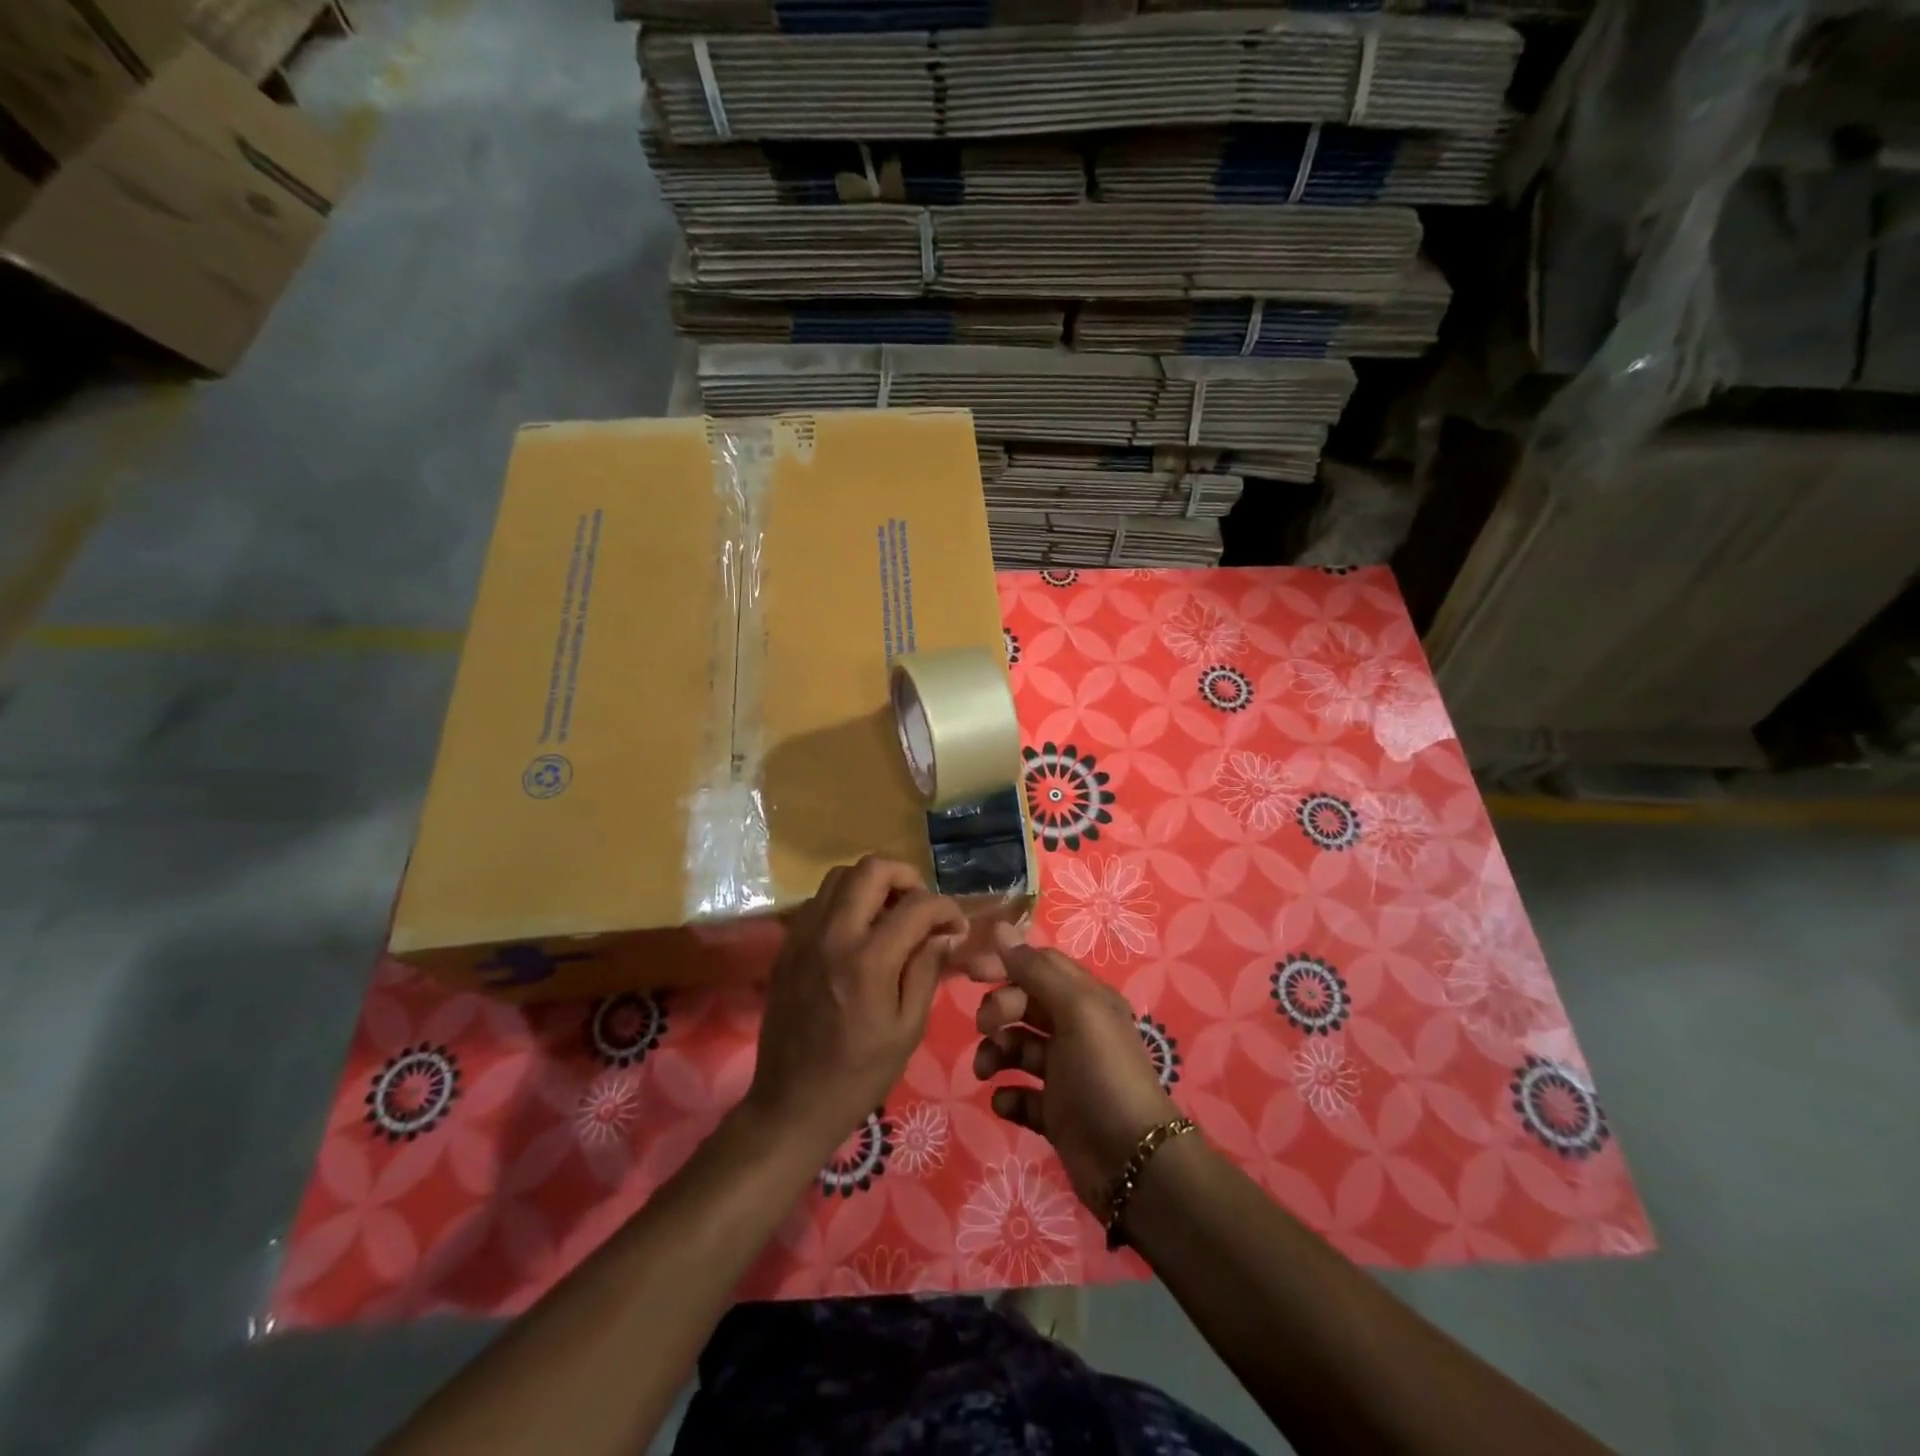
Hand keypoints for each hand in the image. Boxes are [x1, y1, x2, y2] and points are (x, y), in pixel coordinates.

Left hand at [745, 856, 966, 1165]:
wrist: (792, 1103)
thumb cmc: (859, 1074)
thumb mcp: (907, 1029)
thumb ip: (926, 971)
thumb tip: (944, 934)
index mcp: (868, 961)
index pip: (917, 905)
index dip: (946, 908)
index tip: (956, 927)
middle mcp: (833, 935)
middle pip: (871, 869)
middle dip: (907, 877)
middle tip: (921, 907)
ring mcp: (804, 935)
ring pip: (840, 875)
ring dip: (872, 884)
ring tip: (891, 913)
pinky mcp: (787, 945)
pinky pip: (818, 900)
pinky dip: (845, 900)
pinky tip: (859, 931)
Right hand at [970, 925, 1179, 1213]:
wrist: (1132, 1162)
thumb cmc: (1103, 1074)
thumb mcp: (1075, 1011)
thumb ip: (1035, 970)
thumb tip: (999, 928)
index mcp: (1086, 999)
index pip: (1039, 966)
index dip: (1006, 963)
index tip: (971, 973)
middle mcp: (1075, 1030)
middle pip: (1024, 1004)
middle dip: (999, 1010)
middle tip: (986, 1027)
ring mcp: (1064, 1073)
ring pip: (1017, 1048)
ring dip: (996, 1053)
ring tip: (987, 1072)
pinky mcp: (1055, 1113)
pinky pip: (1021, 1094)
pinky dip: (1008, 1095)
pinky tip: (1005, 1101)